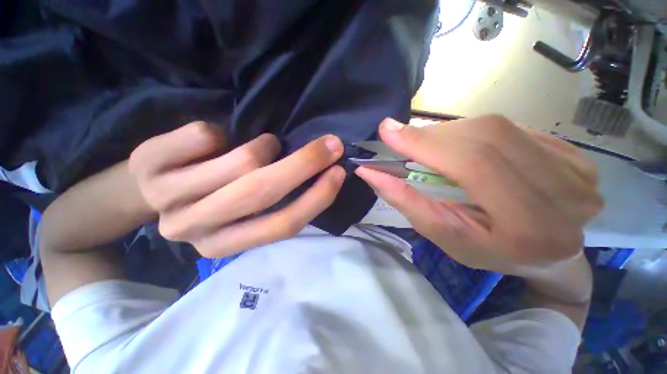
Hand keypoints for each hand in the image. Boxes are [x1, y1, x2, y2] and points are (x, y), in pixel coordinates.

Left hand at [129, 122, 345, 256]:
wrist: (152, 187)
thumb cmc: (213, 197)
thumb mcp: (247, 210)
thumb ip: (279, 201)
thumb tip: (321, 175)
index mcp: (226, 244)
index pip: (283, 225)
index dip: (317, 197)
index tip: (339, 172)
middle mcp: (196, 228)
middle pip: (263, 192)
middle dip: (305, 164)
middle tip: (330, 144)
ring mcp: (168, 198)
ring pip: (240, 161)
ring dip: (263, 147)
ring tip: (260, 147)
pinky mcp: (150, 164)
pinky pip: (205, 135)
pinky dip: (221, 133)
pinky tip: (215, 142)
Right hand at [355, 116, 602, 272]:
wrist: (546, 254)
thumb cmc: (488, 250)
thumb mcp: (440, 234)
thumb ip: (406, 201)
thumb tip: (369, 171)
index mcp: (530, 226)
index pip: (474, 163)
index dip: (426, 142)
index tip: (388, 131)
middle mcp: (565, 194)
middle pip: (485, 136)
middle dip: (433, 135)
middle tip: (405, 141)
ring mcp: (577, 170)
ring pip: (497, 127)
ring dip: (451, 133)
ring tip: (432, 148)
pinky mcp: (575, 154)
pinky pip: (512, 128)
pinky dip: (476, 133)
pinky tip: (465, 148)